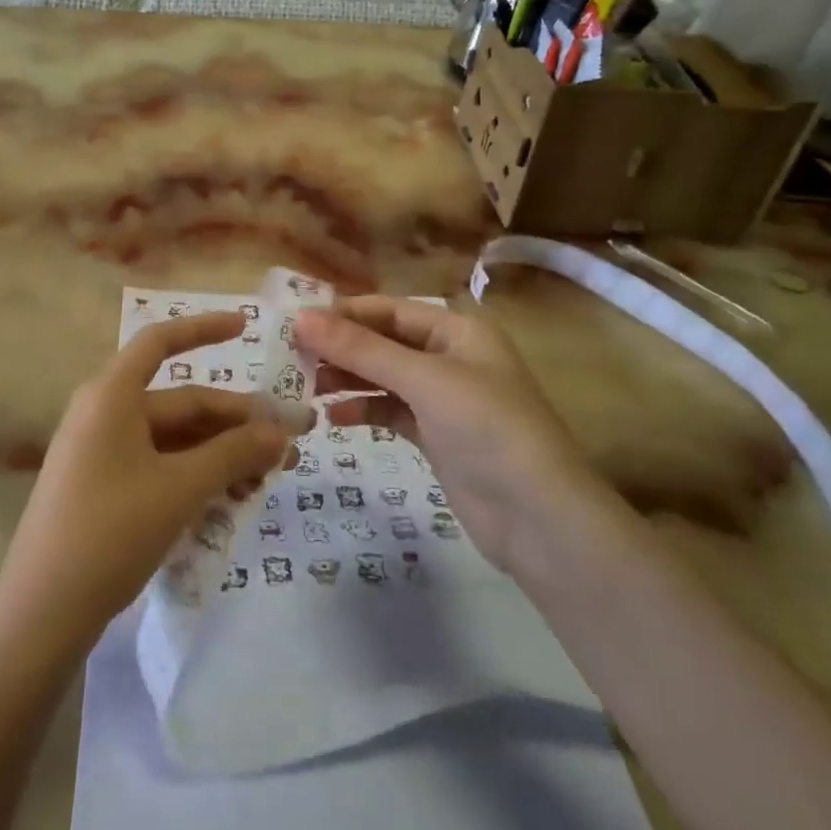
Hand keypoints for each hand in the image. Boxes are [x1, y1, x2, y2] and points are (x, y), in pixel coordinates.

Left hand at [0, 313, 291, 646]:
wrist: (41, 614)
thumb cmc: (110, 531)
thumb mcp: (180, 489)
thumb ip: (233, 454)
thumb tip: (282, 432)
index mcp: (113, 396)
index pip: (161, 342)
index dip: (204, 329)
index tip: (246, 327)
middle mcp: (105, 413)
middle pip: (181, 403)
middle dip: (236, 422)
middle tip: (289, 444)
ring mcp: (103, 453)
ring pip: (175, 440)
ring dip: (221, 455)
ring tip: (267, 481)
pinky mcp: (104, 488)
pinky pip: (159, 467)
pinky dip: (196, 477)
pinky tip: (231, 500)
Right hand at [295, 299, 592, 576]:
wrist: (538, 519)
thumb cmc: (486, 429)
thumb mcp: (423, 380)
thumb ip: (361, 349)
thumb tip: (301, 318)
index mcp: (457, 330)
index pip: (389, 310)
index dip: (343, 314)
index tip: (295, 324)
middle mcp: (450, 356)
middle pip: (383, 342)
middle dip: (341, 348)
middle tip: (292, 358)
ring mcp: (443, 398)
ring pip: (383, 377)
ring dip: (347, 379)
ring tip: (306, 387)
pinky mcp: (436, 435)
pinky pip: (389, 410)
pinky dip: (362, 410)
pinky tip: (331, 418)